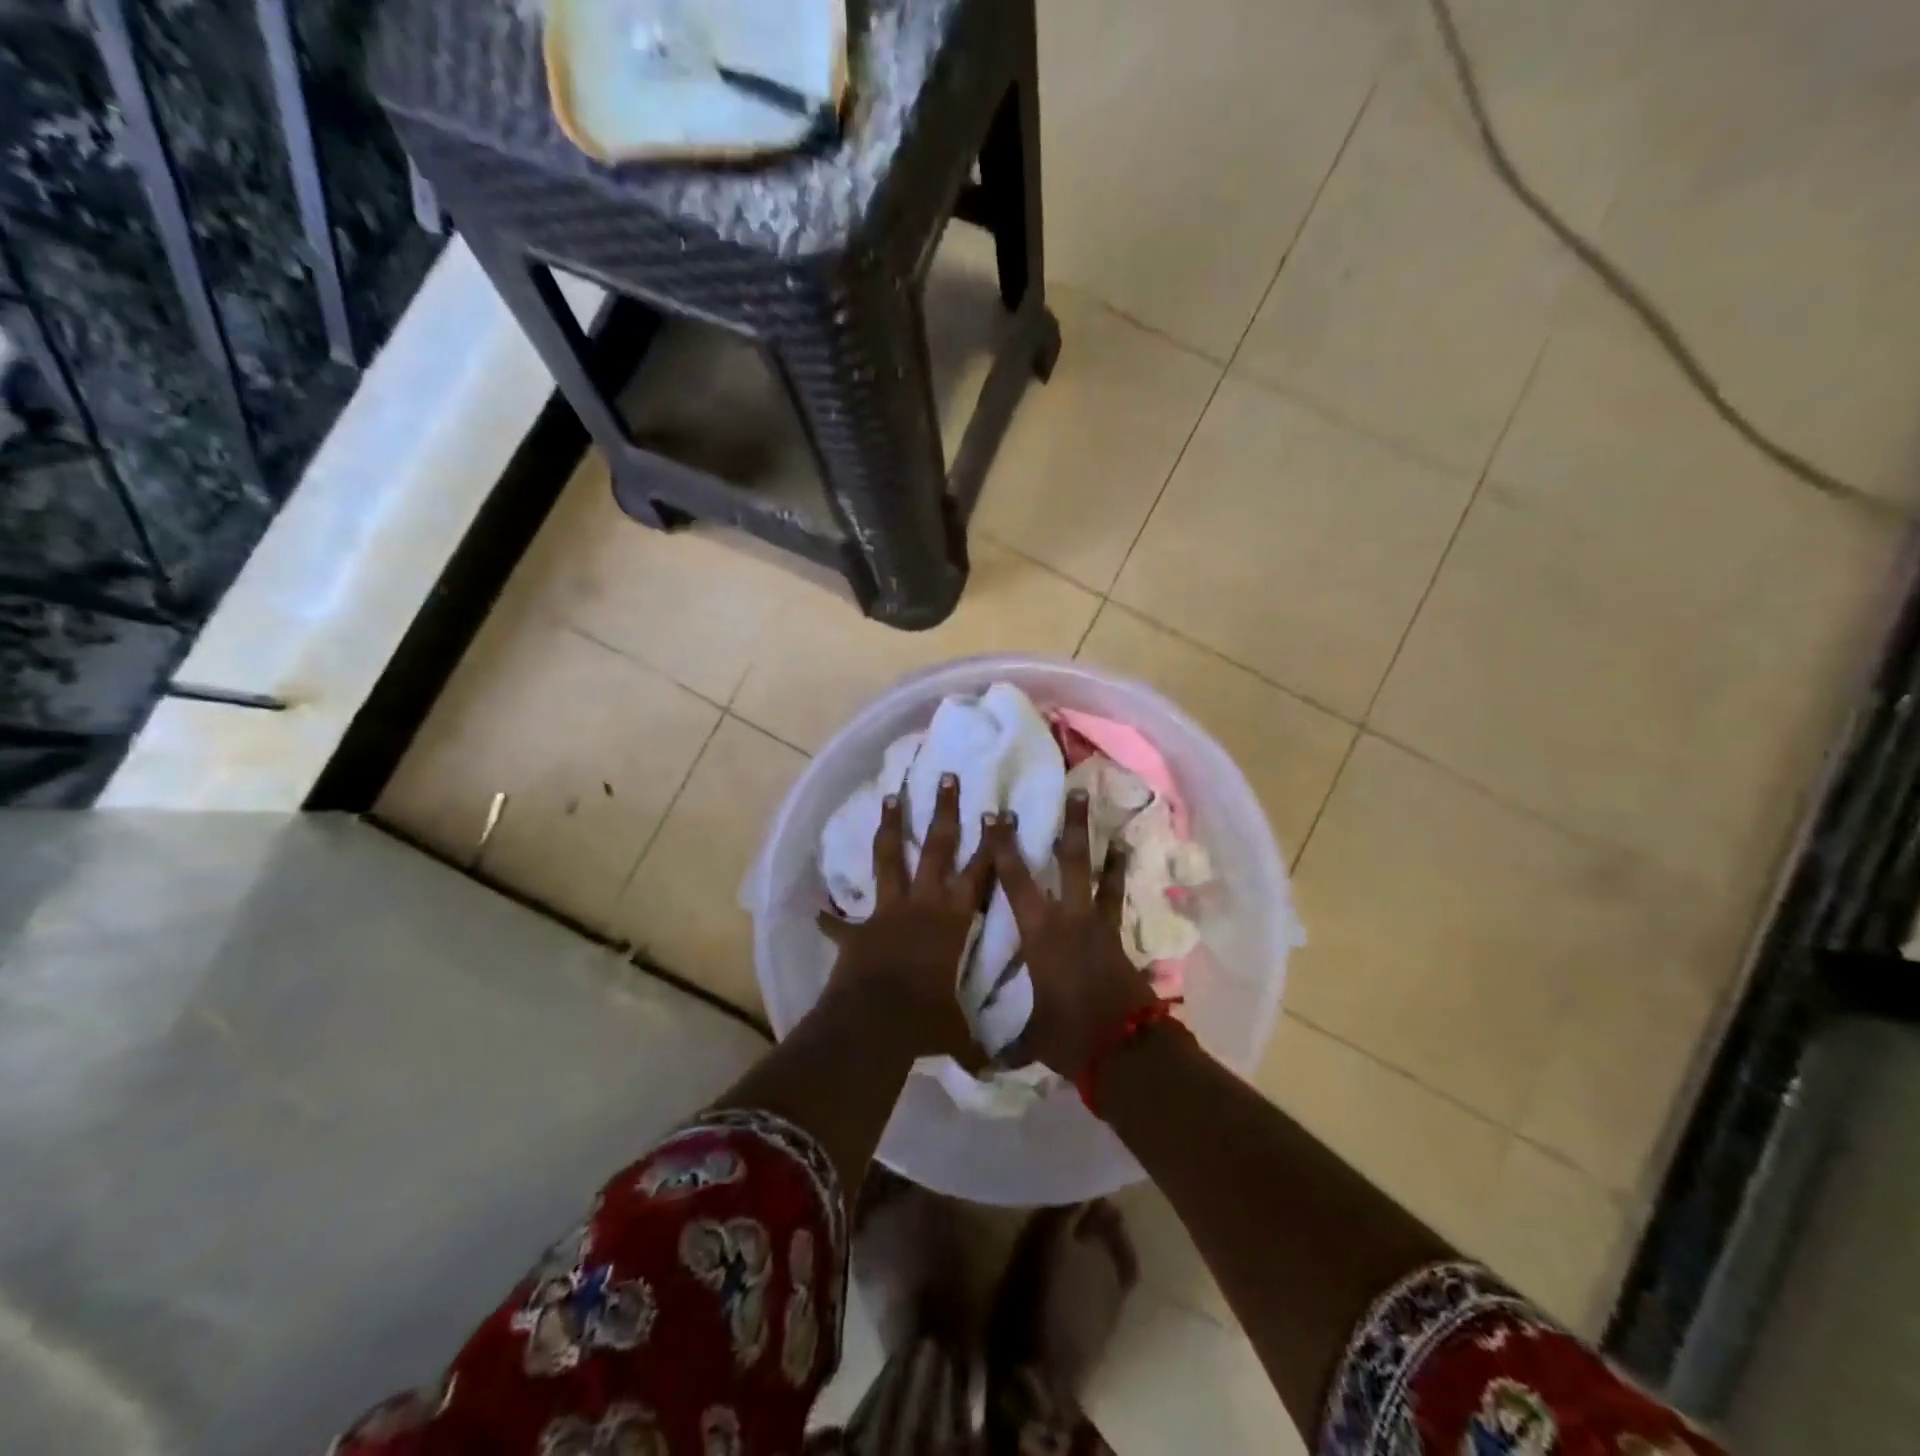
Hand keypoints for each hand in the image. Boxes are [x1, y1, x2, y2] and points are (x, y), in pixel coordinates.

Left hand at [817, 773, 992, 1063]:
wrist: (875, 1023)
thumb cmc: (926, 1020)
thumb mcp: (957, 1033)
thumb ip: (975, 1045)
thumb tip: (997, 1074)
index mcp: (954, 920)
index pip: (980, 873)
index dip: (991, 842)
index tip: (997, 811)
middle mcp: (923, 904)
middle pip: (936, 846)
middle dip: (943, 810)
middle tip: (945, 776)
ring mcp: (887, 911)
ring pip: (889, 858)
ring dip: (890, 826)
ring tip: (890, 795)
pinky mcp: (858, 930)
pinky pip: (840, 921)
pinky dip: (829, 917)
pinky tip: (817, 908)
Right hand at [987, 789, 1159, 1077]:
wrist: (1122, 1049)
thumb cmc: (1066, 1035)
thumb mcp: (1026, 1033)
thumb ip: (1001, 1036)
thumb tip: (976, 1055)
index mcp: (1039, 933)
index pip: (1014, 880)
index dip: (1003, 847)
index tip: (996, 814)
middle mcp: (1068, 917)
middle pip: (1068, 861)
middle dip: (1069, 826)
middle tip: (1073, 792)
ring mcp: (1097, 923)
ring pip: (1097, 871)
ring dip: (1098, 840)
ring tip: (1102, 811)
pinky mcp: (1117, 935)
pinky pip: (1115, 895)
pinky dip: (1118, 871)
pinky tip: (1123, 849)